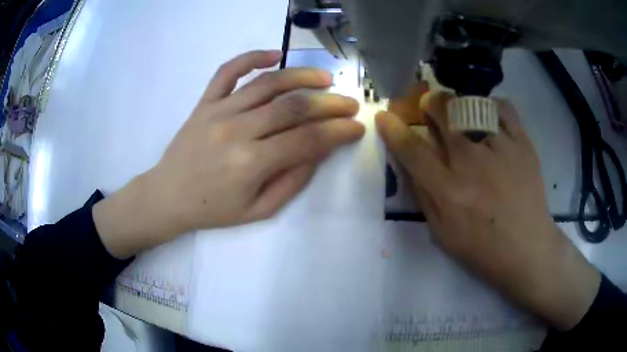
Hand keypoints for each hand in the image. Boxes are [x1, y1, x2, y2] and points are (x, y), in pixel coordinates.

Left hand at [94, 50, 363, 258]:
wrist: (167, 196)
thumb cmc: (212, 209)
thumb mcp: (257, 210)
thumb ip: (292, 182)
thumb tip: (319, 152)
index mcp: (251, 164)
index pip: (307, 140)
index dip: (338, 132)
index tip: (357, 127)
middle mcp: (237, 130)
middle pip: (293, 107)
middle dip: (330, 103)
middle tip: (350, 103)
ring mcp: (218, 111)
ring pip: (268, 83)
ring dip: (302, 76)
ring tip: (325, 78)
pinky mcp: (204, 102)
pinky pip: (228, 71)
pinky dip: (252, 57)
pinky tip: (275, 54)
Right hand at [376, 92, 599, 330]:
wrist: (527, 249)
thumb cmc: (483, 249)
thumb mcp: (442, 234)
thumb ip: (424, 196)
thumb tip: (412, 163)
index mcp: (449, 192)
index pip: (413, 150)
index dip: (393, 130)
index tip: (384, 116)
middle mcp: (472, 164)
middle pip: (443, 114)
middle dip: (430, 104)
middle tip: (430, 106)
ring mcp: (501, 149)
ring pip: (471, 105)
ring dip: (458, 103)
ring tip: (460, 111)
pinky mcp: (523, 144)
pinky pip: (503, 108)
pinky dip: (491, 104)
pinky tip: (488, 113)